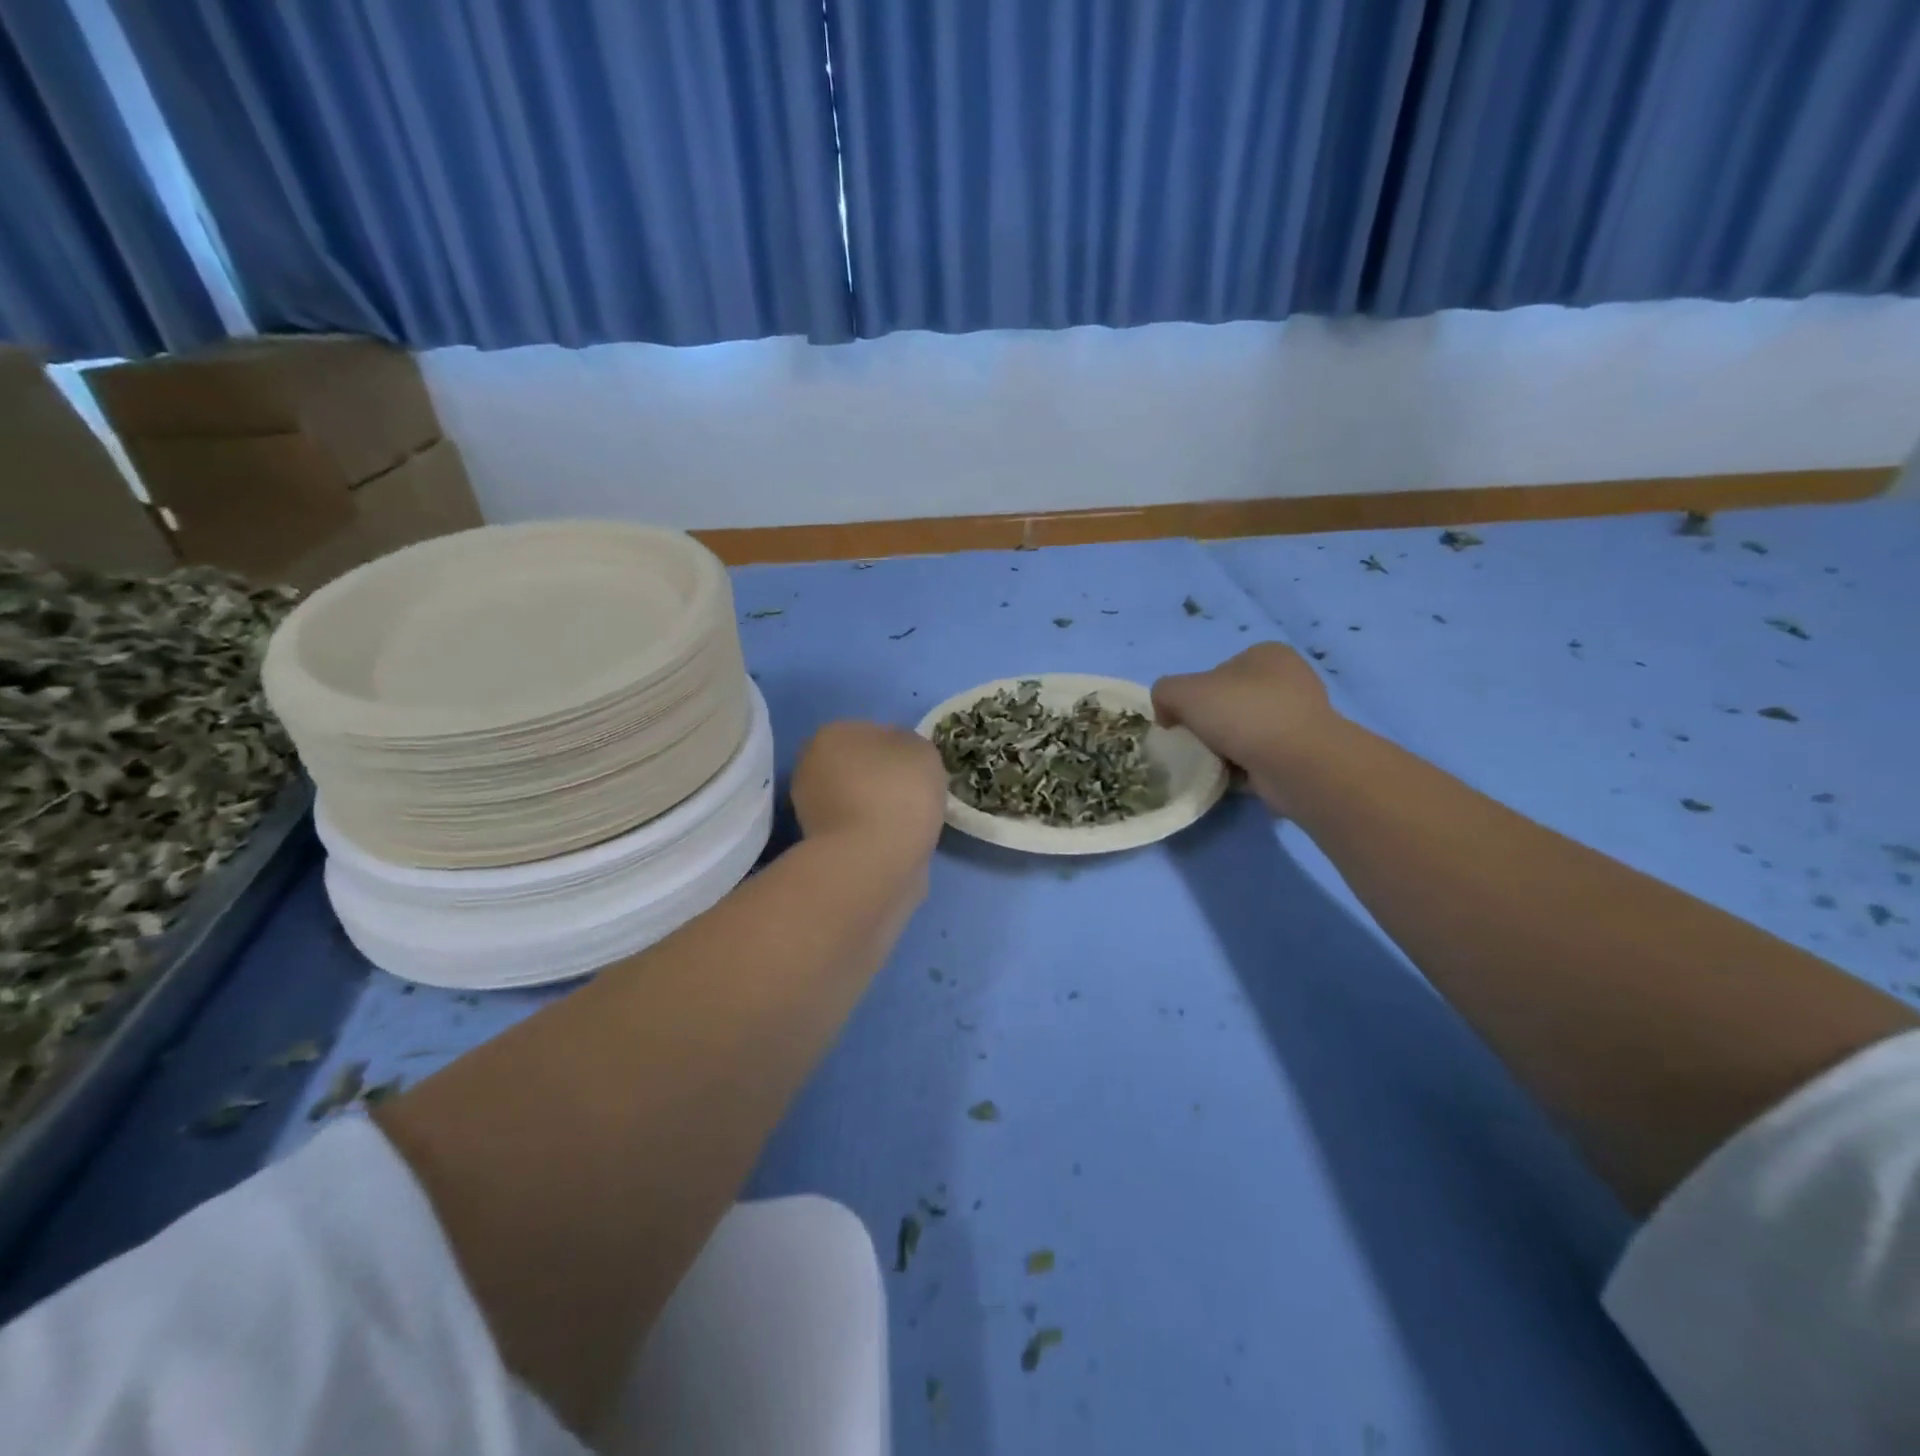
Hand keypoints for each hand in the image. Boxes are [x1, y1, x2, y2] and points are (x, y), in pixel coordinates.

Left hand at [791, 721, 947, 861]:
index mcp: (832, 734)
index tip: (920, 771)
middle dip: (883, 780)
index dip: (900, 751)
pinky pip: (856, 830)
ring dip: (878, 809)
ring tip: (909, 825)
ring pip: (856, 800)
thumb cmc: (897, 792)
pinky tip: (894, 844)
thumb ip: (910, 745)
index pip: (873, 733)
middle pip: (859, 768)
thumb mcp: (922, 751)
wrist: (872, 861)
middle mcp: (811, 766)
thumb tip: (899, 756)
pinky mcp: (818, 845)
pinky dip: (873, 835)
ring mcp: (810, 809)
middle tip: (915, 797)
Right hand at [1152, 643, 1341, 814]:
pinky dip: (1243, 768)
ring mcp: (1301, 717)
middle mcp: (1290, 679)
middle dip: (1211, 724)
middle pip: (1230, 703)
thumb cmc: (1242, 714)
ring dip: (1226, 748)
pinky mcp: (1304, 752)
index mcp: (1267, 654)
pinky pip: (1260, 758)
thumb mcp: (1182, 691)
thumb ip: (1164, 692)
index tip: (1183, 719)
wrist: (1296, 763)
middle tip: (1196, 743)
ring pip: (1245, 732)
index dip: (1194, 695)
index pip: (1217, 672)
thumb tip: (1169, 716)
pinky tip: (1231, 777)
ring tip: (1212, 763)